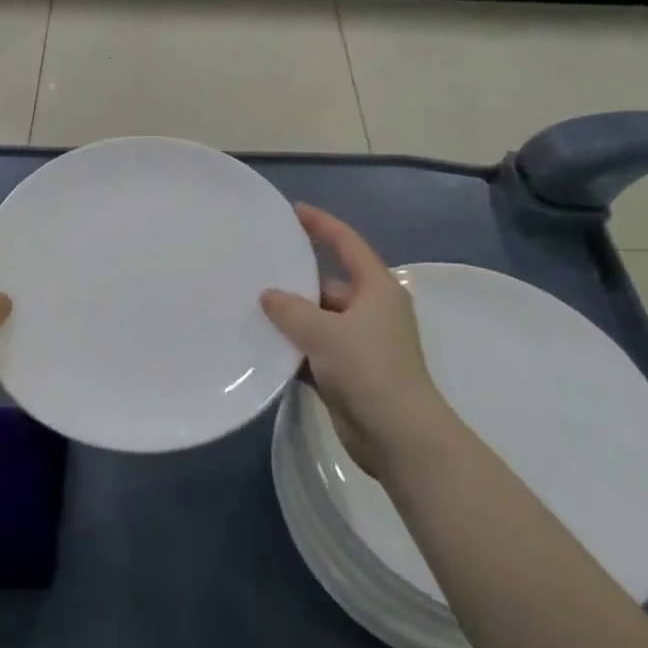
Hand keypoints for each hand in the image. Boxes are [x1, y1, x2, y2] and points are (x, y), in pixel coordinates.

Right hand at [261, 204, 452, 479]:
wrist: (398, 437)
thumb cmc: (368, 369)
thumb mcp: (324, 332)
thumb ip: (291, 309)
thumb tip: (268, 295)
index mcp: (376, 289)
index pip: (347, 243)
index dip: (321, 224)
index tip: (294, 211)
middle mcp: (370, 310)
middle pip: (327, 284)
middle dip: (295, 279)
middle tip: (257, 269)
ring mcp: (359, 343)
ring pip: (318, 319)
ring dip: (291, 318)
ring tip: (250, 306)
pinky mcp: (348, 372)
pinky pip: (314, 349)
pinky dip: (293, 348)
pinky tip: (262, 345)